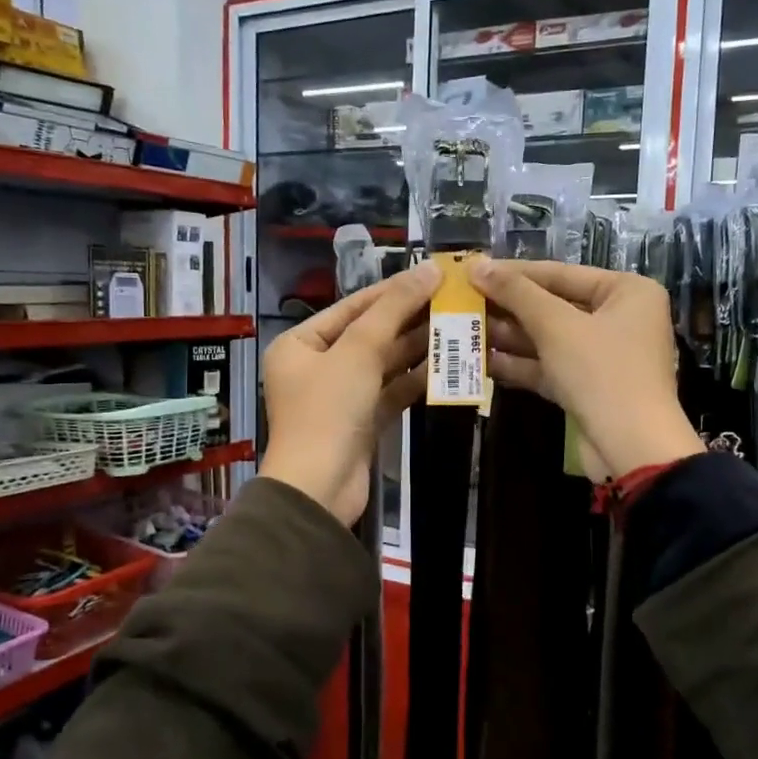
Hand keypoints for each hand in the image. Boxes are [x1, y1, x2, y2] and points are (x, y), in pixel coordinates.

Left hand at [260, 263, 440, 525]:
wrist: (320, 489)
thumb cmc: (328, 411)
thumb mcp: (358, 351)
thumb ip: (394, 308)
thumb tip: (429, 269)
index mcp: (300, 344)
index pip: (352, 307)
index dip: (393, 290)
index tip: (433, 275)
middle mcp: (316, 366)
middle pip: (370, 334)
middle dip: (409, 320)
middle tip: (452, 301)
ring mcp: (339, 397)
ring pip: (383, 364)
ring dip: (416, 349)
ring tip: (456, 327)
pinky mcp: (361, 423)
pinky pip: (390, 392)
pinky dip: (413, 380)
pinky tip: (444, 366)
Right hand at [468, 258, 702, 481]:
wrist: (631, 447)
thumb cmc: (601, 371)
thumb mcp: (556, 326)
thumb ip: (516, 293)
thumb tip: (476, 265)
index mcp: (626, 291)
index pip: (561, 273)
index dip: (514, 272)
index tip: (473, 270)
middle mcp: (619, 318)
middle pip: (554, 306)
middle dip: (508, 308)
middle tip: (463, 301)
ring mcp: (603, 356)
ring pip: (549, 339)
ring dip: (509, 336)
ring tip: (464, 329)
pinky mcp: (588, 387)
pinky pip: (550, 366)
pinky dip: (520, 364)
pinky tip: (482, 360)